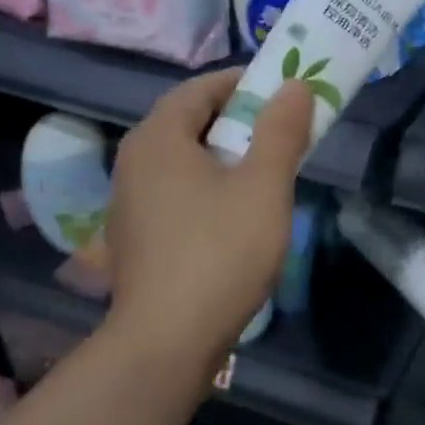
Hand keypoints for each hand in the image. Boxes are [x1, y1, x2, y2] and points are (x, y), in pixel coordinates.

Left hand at [103, 70, 312, 379]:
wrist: (167, 341)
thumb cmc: (220, 253)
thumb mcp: (264, 187)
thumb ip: (281, 131)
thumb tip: (294, 85)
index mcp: (158, 139)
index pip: (200, 88)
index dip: (244, 83)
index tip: (284, 92)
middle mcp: (134, 161)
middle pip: (189, 121)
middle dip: (238, 119)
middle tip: (283, 131)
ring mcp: (130, 202)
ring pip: (183, 159)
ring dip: (225, 154)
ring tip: (267, 170)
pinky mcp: (137, 236)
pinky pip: (176, 191)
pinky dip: (208, 185)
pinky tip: (236, 213)